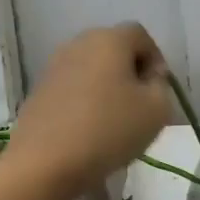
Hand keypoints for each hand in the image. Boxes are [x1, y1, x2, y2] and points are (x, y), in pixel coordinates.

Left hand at [0, 23, 172, 199]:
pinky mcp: (38, 91)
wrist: (45, 163)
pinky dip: (85, 102)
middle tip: (140, 107)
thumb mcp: (157, 110)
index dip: (156, 60)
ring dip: (107, 89)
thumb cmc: (109, 130)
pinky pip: (72, 89)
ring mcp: (54, 67)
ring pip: (91, 70)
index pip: (141, 36)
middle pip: (113, 50)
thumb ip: (161, 87)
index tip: (159, 91)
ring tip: (115, 122)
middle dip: (130, 74)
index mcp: (109, 40)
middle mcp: (78, 44)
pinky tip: (89, 131)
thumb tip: (149, 78)